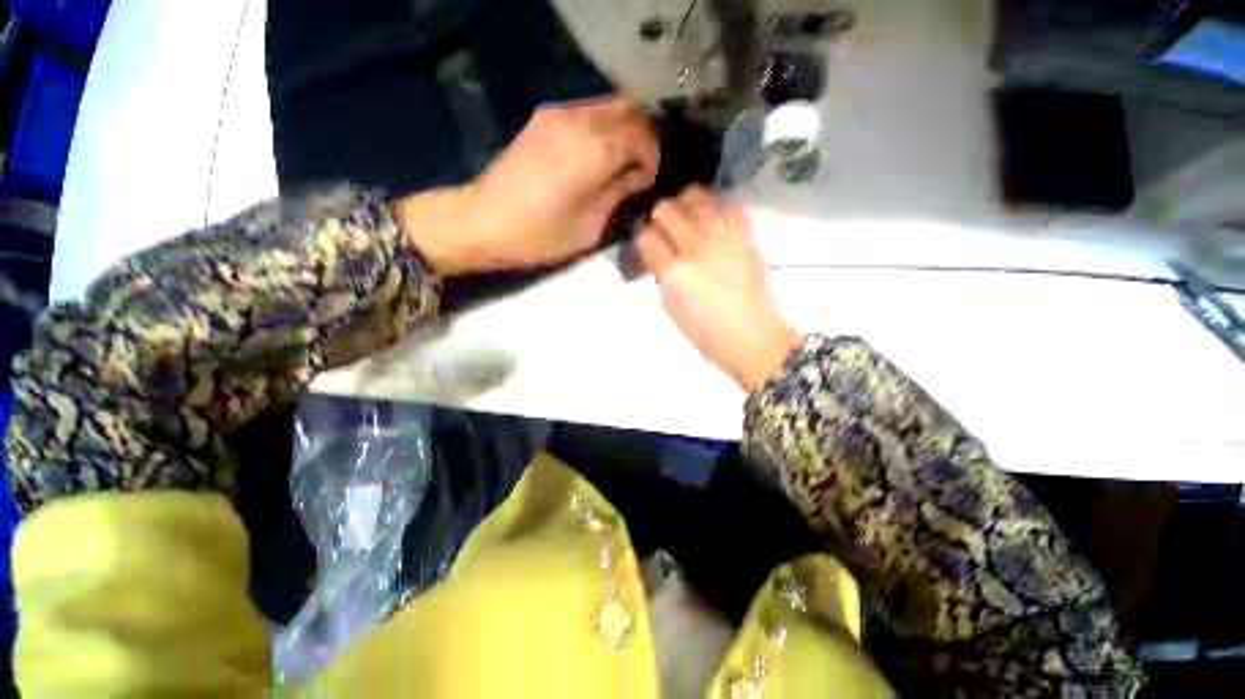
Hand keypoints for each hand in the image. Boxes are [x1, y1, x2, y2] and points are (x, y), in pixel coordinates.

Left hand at [395, 94, 658, 274]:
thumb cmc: (541, 234)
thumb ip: (618, 193)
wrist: (484, 221)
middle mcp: (581, 120)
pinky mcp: (543, 117)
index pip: (642, 136)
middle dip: (641, 137)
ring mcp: (559, 113)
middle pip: (630, 109)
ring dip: (621, 129)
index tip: (646, 182)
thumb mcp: (590, 225)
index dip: (651, 158)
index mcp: (597, 149)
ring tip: (617, 163)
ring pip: (608, 104)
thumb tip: (635, 176)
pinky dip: (601, 126)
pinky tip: (593, 155)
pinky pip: (586, 110)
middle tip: (637, 168)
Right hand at [634, 186, 800, 392]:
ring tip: (685, 215)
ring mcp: (723, 237)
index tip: (644, 241)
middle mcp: (696, 246)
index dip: (641, 236)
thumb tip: (658, 251)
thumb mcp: (669, 305)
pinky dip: (715, 207)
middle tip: (661, 227)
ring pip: (696, 197)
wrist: (750, 336)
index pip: (646, 237)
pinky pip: (727, 205)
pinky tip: (711, 218)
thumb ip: (661, 273)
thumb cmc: (704, 331)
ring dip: (684, 204)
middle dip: (658, 216)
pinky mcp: (745, 235)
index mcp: (674, 271)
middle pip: (667, 209)